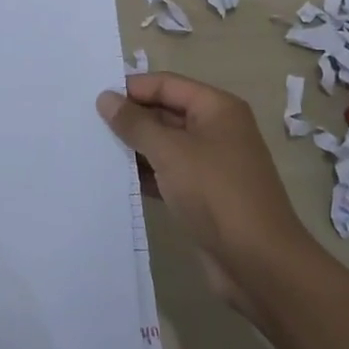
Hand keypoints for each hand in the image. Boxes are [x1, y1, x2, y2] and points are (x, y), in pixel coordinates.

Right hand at [98, 74, 315, 312]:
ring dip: (135, 148)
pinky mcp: (204, 196)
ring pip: (165, 146)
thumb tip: (105, 98)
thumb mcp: (170, 152)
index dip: (132, 88)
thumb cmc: (216, 193)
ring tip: (94, 149)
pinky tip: (115, 179)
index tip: (94, 99)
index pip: (167, 84)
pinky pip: (168, 174)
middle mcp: (217, 130)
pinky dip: (146, 175)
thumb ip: (135, 123)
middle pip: (165, 112)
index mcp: (217, 108)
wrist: (260, 264)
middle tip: (88, 124)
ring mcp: (211, 164)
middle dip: (131, 119)